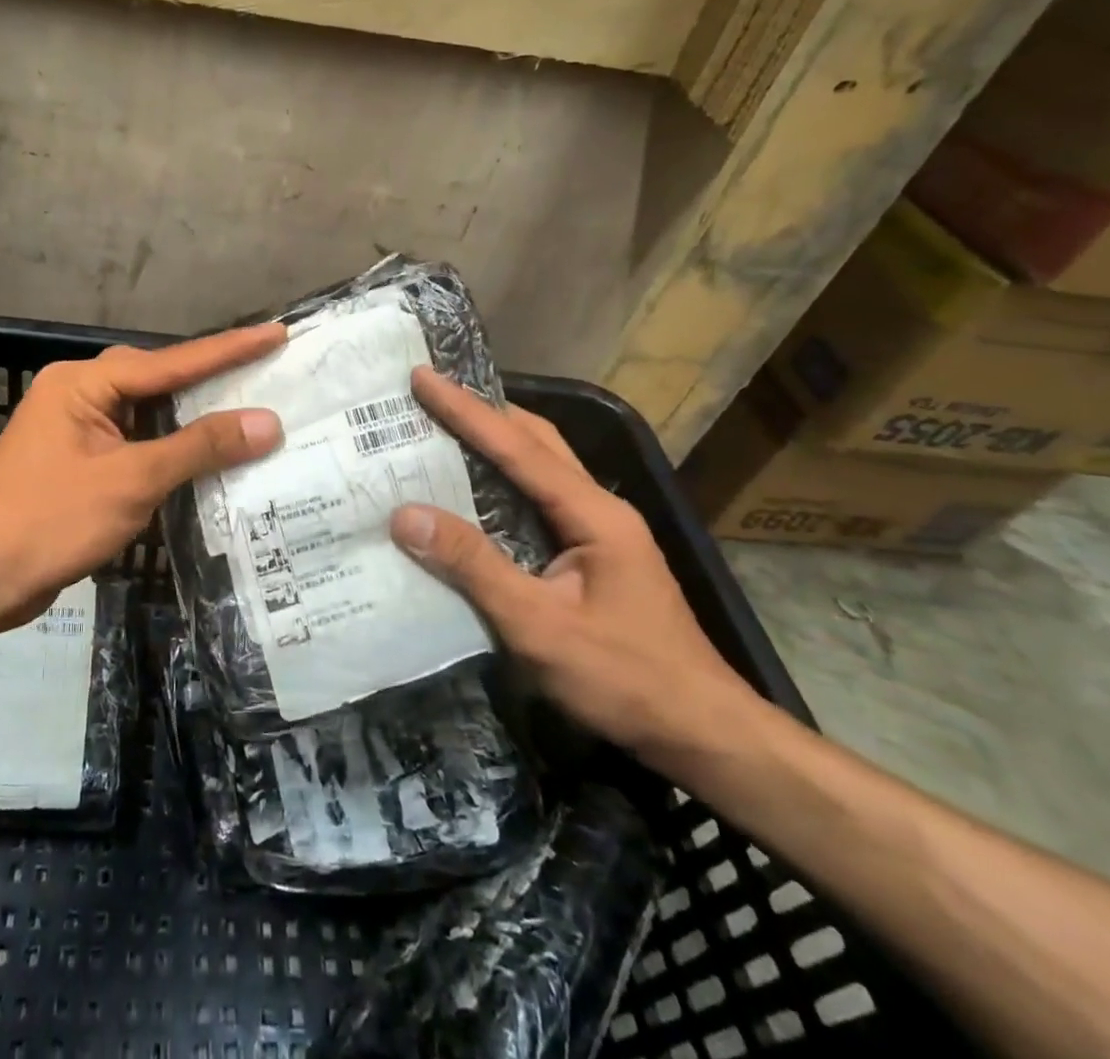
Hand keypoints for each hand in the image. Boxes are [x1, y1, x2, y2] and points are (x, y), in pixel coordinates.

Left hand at [0, 325, 285, 630]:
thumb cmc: (48, 521)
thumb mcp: (131, 481)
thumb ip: (200, 448)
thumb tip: (267, 423)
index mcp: (84, 382)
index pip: (172, 361)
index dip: (229, 349)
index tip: (276, 332)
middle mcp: (79, 395)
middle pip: (160, 382)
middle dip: (214, 380)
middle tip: (270, 373)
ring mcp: (76, 431)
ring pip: (149, 415)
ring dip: (194, 420)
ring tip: (251, 411)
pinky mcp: (78, 465)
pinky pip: (136, 446)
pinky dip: (171, 451)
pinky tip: (207, 458)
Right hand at [389, 367, 758, 764]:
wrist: (703, 732)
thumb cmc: (624, 679)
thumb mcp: (539, 626)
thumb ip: (474, 565)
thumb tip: (406, 514)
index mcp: (593, 512)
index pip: (518, 447)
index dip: (466, 410)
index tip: (423, 377)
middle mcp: (599, 507)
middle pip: (536, 441)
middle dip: (483, 411)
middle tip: (431, 394)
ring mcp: (600, 530)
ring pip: (541, 466)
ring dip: (495, 440)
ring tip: (443, 427)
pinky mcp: (593, 554)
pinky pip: (539, 498)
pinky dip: (502, 478)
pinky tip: (473, 490)